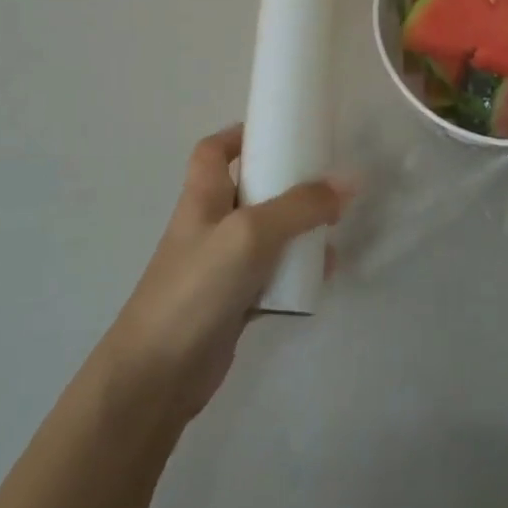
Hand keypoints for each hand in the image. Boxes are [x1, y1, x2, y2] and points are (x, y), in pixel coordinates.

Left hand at [97, 125, 346, 425]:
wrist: (158, 375)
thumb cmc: (197, 287)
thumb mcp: (251, 233)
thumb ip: (300, 206)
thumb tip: (349, 181)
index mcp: (202, 197)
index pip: (214, 150)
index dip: (241, 135)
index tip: (280, 132)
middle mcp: (210, 226)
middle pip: (249, 191)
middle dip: (285, 185)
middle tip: (324, 185)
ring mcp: (220, 267)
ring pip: (266, 236)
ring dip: (297, 231)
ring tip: (333, 230)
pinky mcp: (233, 303)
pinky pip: (271, 277)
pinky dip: (295, 274)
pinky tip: (322, 278)